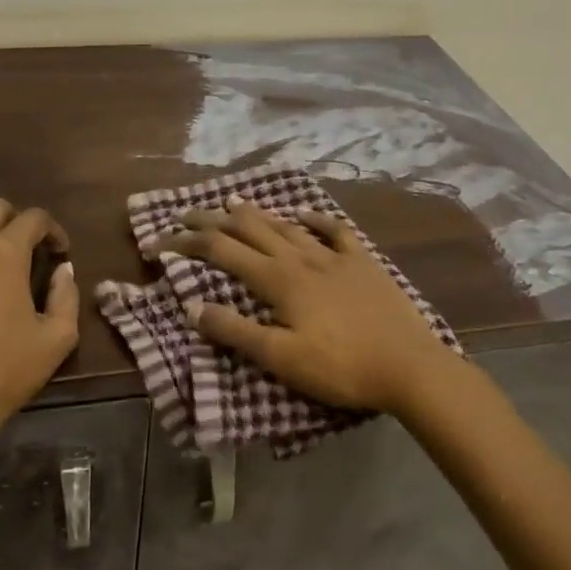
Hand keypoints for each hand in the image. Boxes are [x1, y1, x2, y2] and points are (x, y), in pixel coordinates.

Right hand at [156, 200, 456, 415]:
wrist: (409, 366)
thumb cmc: (341, 367)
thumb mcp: (281, 358)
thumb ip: (236, 332)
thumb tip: (192, 307)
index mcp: (279, 280)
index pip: (223, 251)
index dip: (189, 243)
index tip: (161, 241)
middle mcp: (302, 258)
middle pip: (251, 229)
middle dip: (215, 219)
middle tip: (187, 212)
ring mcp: (335, 257)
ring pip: (287, 226)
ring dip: (257, 213)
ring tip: (234, 201)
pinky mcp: (363, 263)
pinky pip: (335, 231)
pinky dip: (315, 219)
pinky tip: (304, 214)